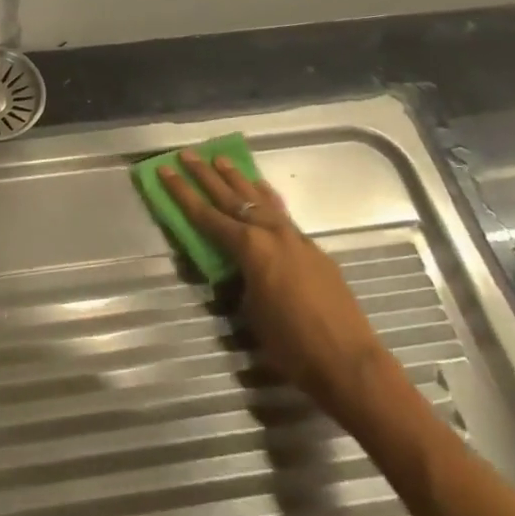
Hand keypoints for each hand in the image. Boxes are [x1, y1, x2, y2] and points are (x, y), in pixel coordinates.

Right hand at [158, 151, 392, 421]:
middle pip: (231, 197)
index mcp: (249, 248)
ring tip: (221, 159)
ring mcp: (295, 238)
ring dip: (238, 179)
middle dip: (206, 175)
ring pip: (260, 199)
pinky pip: (282, 214)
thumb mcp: (251, 313)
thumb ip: (240, 281)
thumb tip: (236, 270)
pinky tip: (262, 191)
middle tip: (188, 154)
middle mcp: (271, 233)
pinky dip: (267, 198)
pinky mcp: (313, 249)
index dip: (182, 192)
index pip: (206, 215)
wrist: (349, 362)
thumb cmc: (291, 345)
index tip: (165, 170)